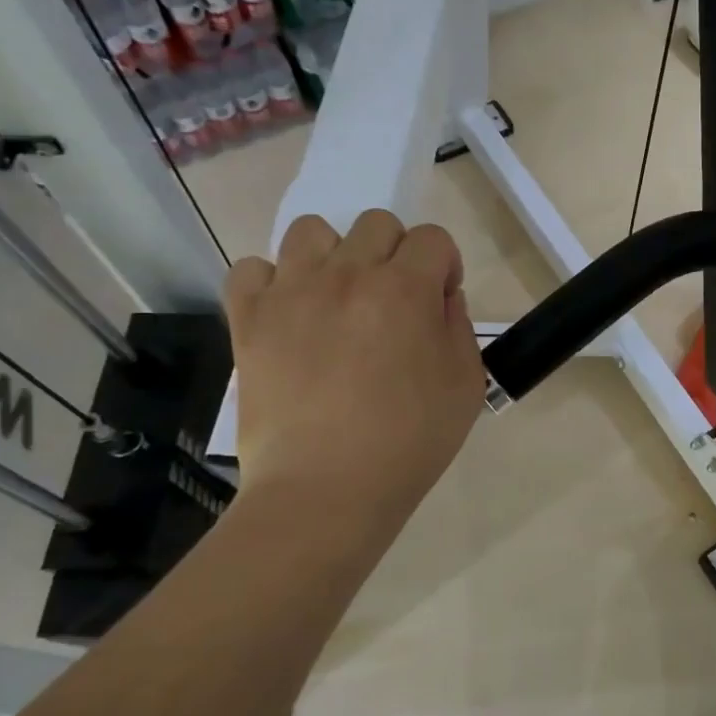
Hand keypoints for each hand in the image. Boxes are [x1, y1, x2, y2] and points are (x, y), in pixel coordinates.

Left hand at [223, 211, 485, 523]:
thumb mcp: (466, 385)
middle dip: (395, 254)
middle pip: (376, 224)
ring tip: (336, 300)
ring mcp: (292, 293)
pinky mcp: (250, 319)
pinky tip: (288, 314)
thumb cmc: (409, 443)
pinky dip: (271, 282)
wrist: (326, 491)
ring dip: (333, 256)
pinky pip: (251, 269)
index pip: (432, 239)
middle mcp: (348, 274)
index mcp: (405, 289)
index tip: (438, 303)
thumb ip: (458, 325)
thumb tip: (439, 297)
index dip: (444, 266)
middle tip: (391, 304)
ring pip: (311, 230)